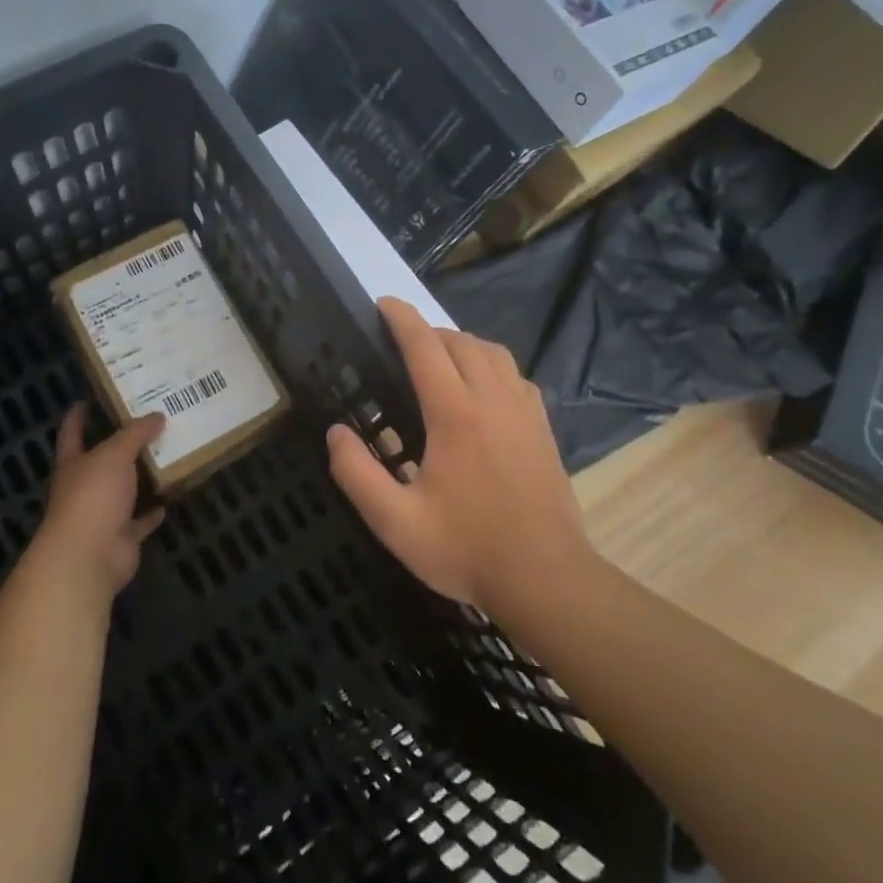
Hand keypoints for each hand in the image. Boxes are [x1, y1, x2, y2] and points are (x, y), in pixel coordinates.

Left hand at [30, 404, 165, 602]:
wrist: (89, 556)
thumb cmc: (93, 496)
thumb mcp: (114, 454)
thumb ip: (135, 433)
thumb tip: (157, 415)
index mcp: (74, 463)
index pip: (72, 432)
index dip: (78, 415)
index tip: (88, 398)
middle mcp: (84, 486)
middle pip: (102, 460)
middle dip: (121, 444)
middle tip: (148, 422)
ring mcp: (102, 514)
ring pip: (124, 490)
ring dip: (141, 477)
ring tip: (165, 454)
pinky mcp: (121, 537)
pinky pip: (140, 520)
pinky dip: (152, 512)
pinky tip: (170, 497)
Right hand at [327, 298, 590, 609]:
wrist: (546, 578)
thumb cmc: (466, 549)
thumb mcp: (395, 522)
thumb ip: (357, 474)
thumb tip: (335, 432)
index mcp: (455, 414)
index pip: (425, 346)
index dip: (402, 319)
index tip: (383, 303)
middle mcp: (492, 399)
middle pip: (460, 342)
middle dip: (428, 331)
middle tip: (401, 344)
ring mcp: (524, 411)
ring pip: (493, 353)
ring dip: (462, 344)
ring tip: (439, 359)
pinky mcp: (543, 428)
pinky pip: (515, 375)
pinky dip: (492, 365)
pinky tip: (482, 389)